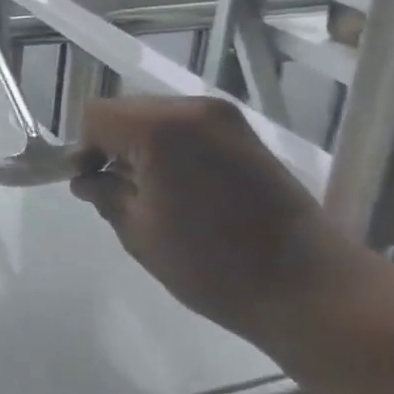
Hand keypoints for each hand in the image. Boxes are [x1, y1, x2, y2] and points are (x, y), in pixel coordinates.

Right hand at [70, 96, 341, 340]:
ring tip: (149, 192)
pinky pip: (188, 127)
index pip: (97, 114)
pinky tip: (180, 187)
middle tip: (113, 189)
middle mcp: (192, 108)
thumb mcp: (140, 234)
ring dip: (142, 145)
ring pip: (158, 116)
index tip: (89, 184)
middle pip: (127, 110)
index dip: (84, 147)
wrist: (309, 286)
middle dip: (112, 144)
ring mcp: (224, 118)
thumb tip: (87, 180)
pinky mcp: (245, 134)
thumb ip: (105, 195)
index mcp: (160, 128)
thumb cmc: (213, 265)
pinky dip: (171, 148)